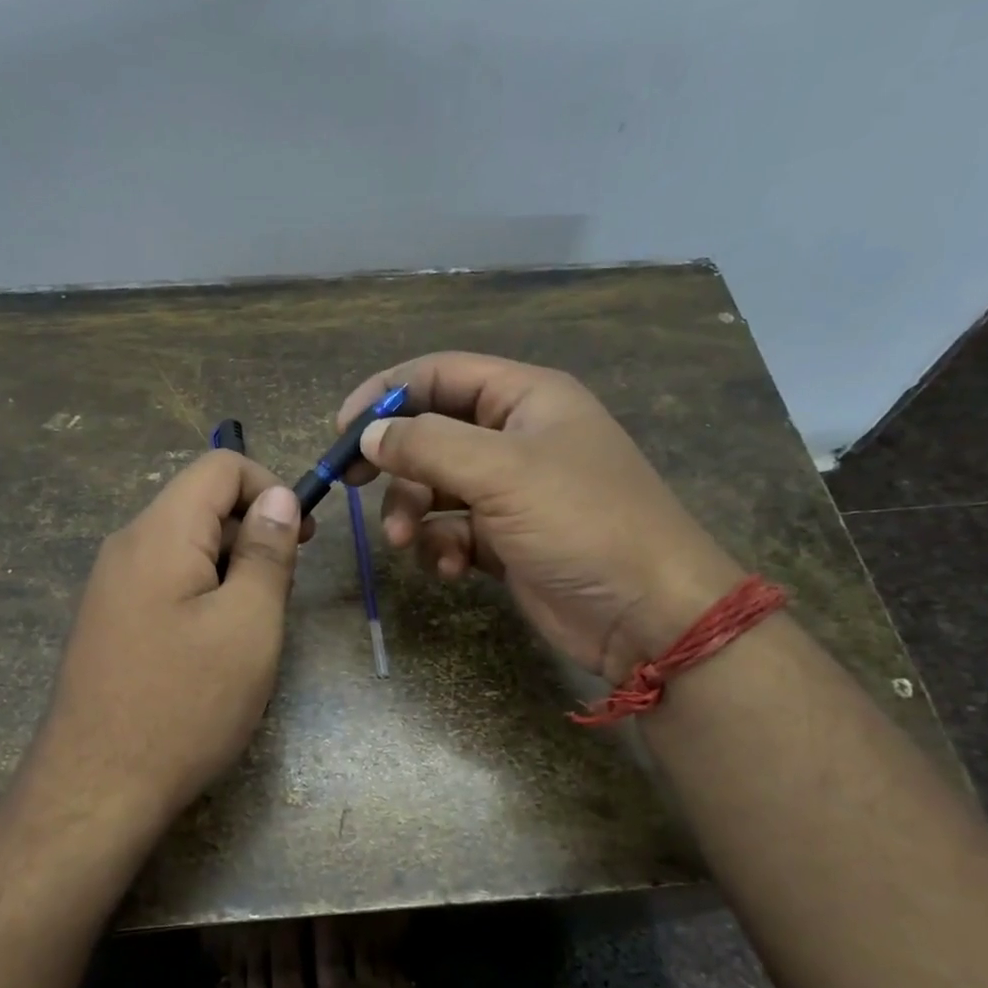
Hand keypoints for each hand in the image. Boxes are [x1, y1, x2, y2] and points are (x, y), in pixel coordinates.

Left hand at [26, 451, 310, 828]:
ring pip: (185, 547)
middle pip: (200, 505)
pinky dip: (202, 595)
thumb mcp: (248, 625)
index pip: (219, 466)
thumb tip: (277, 498)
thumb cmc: (185, 704)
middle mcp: (126, 546)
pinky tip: (213, 650)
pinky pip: (165, 583)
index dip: (270, 487)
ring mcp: (110, 586)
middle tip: (280, 594)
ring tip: (250, 630)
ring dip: (230, 570)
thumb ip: (266, 552)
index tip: (301, 539)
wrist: (96, 789)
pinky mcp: (108, 622)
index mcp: (159, 533)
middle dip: (252, 533)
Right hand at [337, 353, 743, 681]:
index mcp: (526, 398)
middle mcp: (516, 438)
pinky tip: (451, 568)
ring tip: (407, 543)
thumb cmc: (581, 522)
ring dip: (412, 513)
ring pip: (434, 487)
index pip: (440, 375)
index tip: (342, 429)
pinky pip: (452, 530)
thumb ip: (427, 445)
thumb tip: (369, 435)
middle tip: (350, 484)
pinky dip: (442, 547)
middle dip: (395, 464)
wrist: (645, 613)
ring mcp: (511, 492)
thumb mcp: (501, 472)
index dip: (387, 393)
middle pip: (431, 433)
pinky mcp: (505, 540)